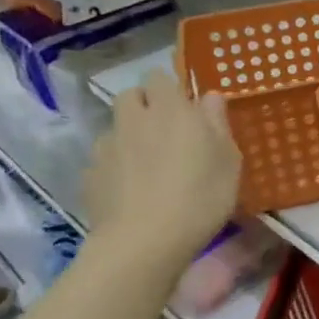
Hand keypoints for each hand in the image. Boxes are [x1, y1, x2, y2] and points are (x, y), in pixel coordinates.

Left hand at [83, 69, 240, 279]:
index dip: (171, 88)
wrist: (143, 243)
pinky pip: (104, 160)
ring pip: (116, 127)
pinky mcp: (90, 175)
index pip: (160, 76)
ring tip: (147, 165)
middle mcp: (134, 119)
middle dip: (145, 105)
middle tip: (166, 131)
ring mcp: (107, 147)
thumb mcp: (228, 161)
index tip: (186, 107)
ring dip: (129, 136)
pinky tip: (131, 191)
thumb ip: (218, 123)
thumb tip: (209, 97)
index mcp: (171, 109)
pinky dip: (116, 167)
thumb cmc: (200, 197)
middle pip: (131, 96)